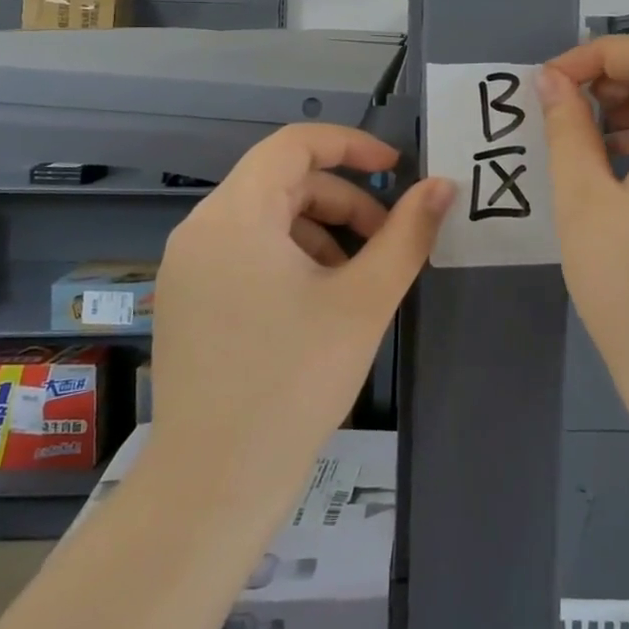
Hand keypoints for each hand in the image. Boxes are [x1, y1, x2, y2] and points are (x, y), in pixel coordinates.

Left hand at [148, 124, 452, 512]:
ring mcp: (186, 265)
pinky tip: (316, 303)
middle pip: (282, 182)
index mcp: (236, 215)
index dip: (351, 145)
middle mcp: (201, 227)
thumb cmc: (294, 382)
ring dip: (319, 231)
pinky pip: (244, 250)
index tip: (396, 168)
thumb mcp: (364, 301)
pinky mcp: (186, 298)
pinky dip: (288, 256)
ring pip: (266, 218)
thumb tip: (443, 185)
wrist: (214, 485)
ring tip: (355, 282)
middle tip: (385, 242)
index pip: (294, 144)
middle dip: (343, 201)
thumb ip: (408, 233)